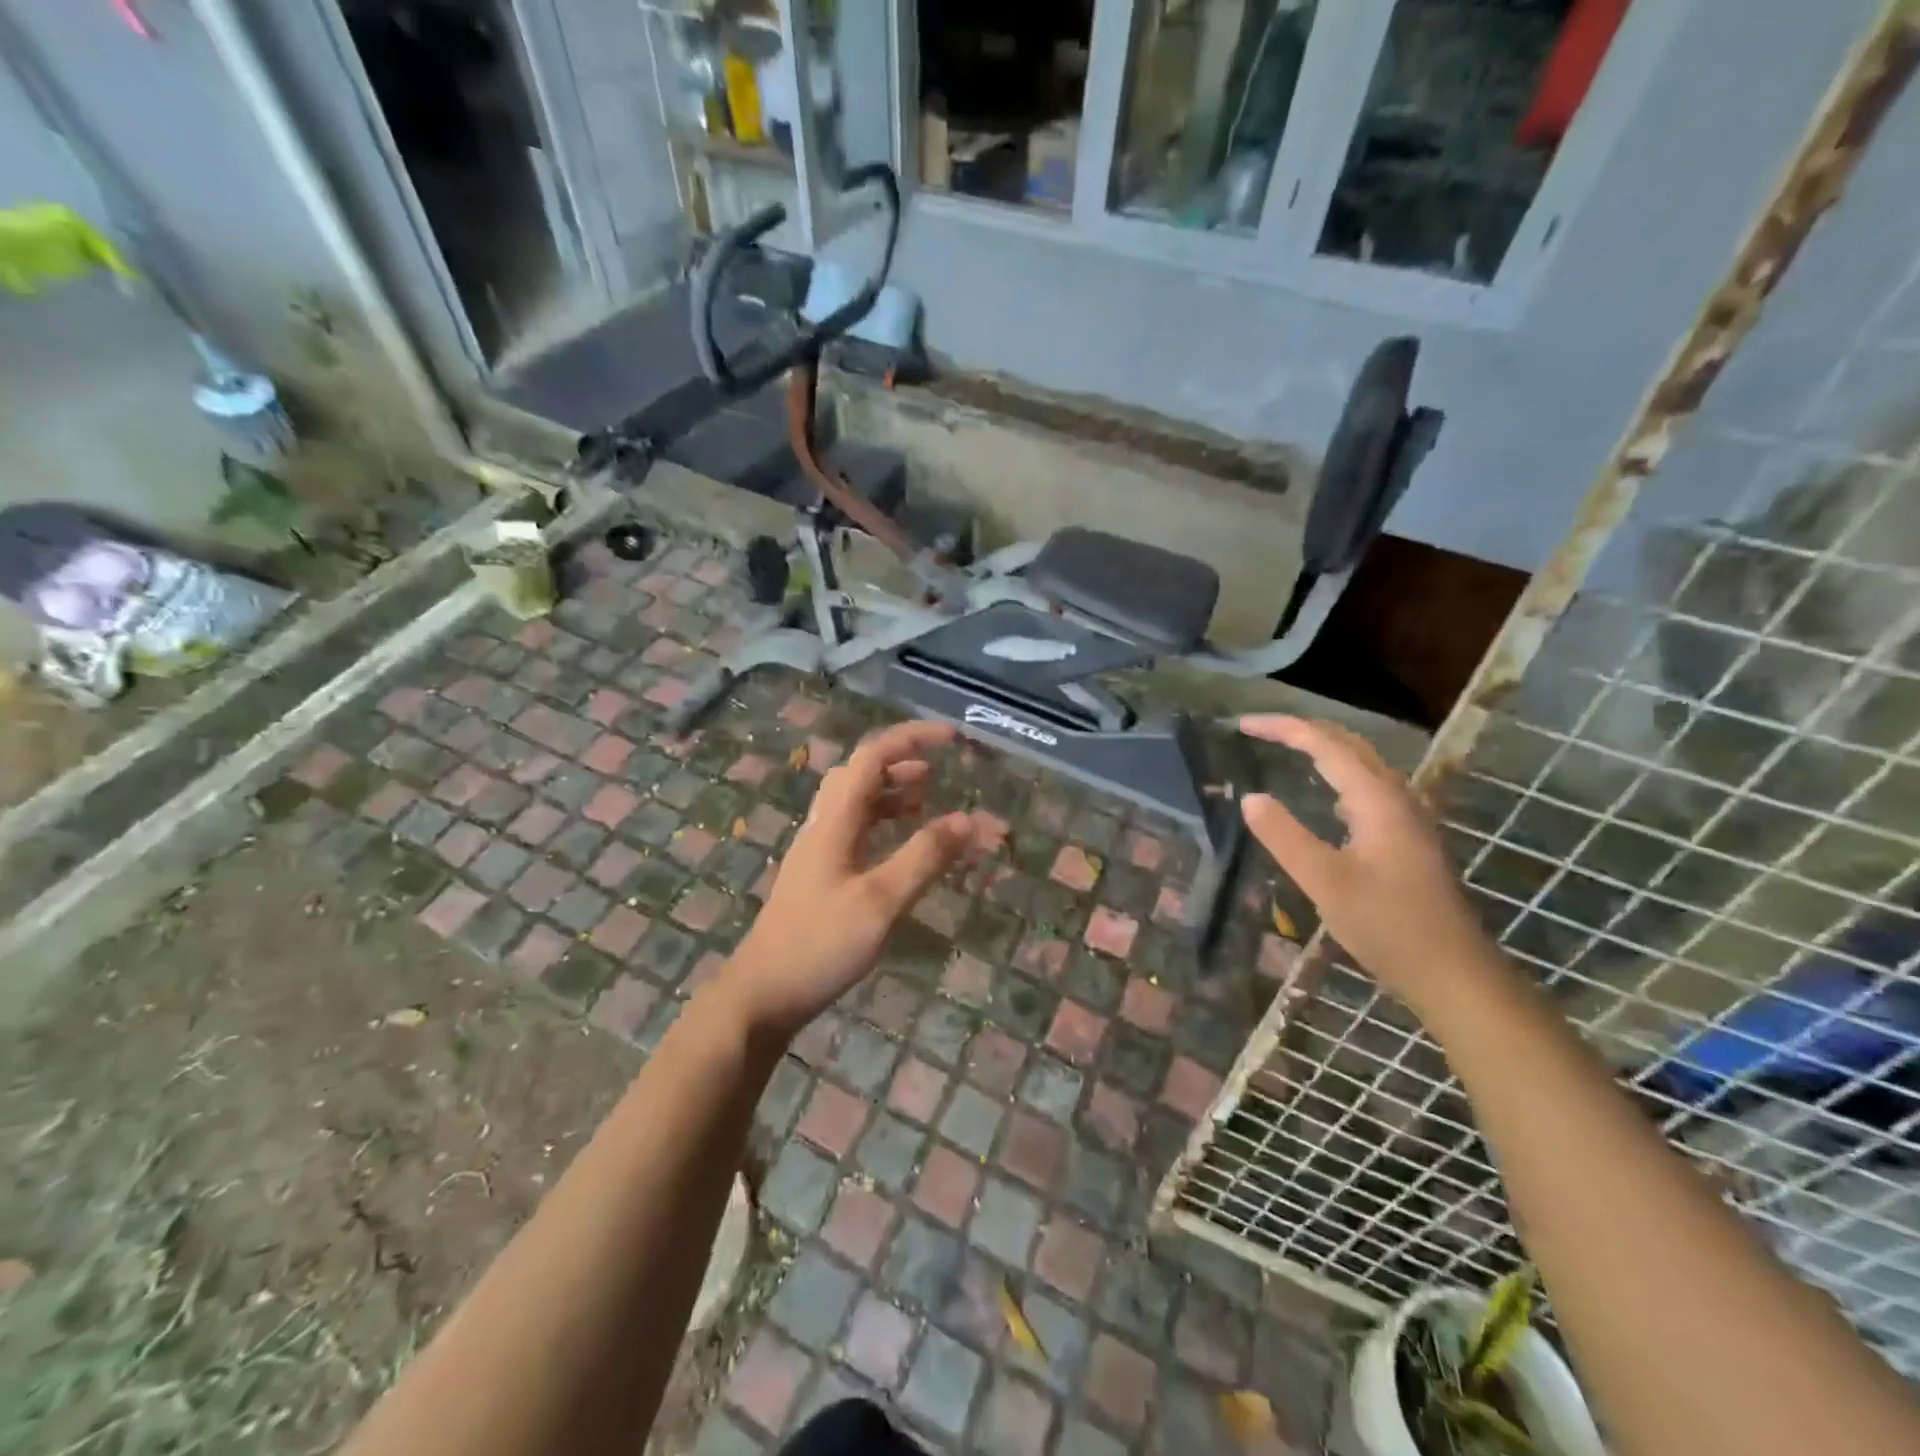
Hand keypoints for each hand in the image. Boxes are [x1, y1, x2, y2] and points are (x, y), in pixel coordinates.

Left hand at [724, 720, 988, 1040]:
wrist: (762, 993)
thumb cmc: (821, 943)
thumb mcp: (881, 901)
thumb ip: (925, 857)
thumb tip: (970, 820)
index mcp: (835, 821)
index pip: (872, 757)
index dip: (911, 739)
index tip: (951, 738)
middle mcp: (823, 826)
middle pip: (859, 774)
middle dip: (900, 763)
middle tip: (939, 773)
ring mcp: (818, 852)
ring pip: (856, 803)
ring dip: (891, 793)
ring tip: (928, 800)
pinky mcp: (820, 876)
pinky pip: (855, 831)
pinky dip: (883, 823)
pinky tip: (900, 845)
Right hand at [1239, 715, 1494, 1008]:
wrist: (1453, 973)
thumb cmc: (1388, 926)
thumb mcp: (1324, 882)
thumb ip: (1284, 837)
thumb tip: (1250, 797)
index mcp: (1377, 800)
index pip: (1324, 744)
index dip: (1282, 728)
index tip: (1241, 725)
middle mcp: (1396, 797)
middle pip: (1348, 745)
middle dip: (1302, 730)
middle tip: (1258, 731)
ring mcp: (1406, 818)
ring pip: (1361, 765)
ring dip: (1321, 749)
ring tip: (1285, 749)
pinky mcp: (1406, 838)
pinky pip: (1366, 787)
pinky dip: (1336, 775)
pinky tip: (1325, 797)